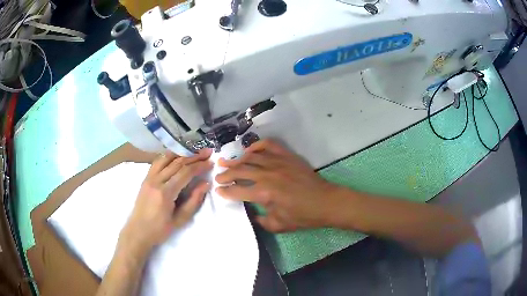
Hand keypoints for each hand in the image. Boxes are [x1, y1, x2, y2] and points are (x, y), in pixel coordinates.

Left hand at [119, 150, 212, 256]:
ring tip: (194, 151)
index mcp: (165, 193)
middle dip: (194, 156)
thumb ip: (193, 201)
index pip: (185, 173)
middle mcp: (156, 181)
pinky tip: (177, 155)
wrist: (138, 231)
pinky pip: (158, 161)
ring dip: (182, 153)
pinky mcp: (145, 178)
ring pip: (166, 158)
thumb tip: (206, 183)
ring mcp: (149, 178)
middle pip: (177, 162)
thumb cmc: (160, 230)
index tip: (210, 162)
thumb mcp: (180, 220)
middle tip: (207, 152)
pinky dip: (169, 156)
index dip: (199, 166)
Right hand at [215, 140, 338, 232]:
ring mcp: (278, 162)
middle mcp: (268, 175)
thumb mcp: (279, 225)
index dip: (226, 191)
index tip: (218, 191)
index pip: (238, 190)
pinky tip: (250, 150)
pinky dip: (257, 145)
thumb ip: (260, 220)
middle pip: (241, 171)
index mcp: (265, 193)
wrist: (326, 202)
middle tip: (218, 176)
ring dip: (237, 160)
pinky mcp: (287, 156)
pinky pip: (269, 145)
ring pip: (251, 157)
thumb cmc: (303, 216)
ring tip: (227, 162)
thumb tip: (251, 213)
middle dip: (226, 174)